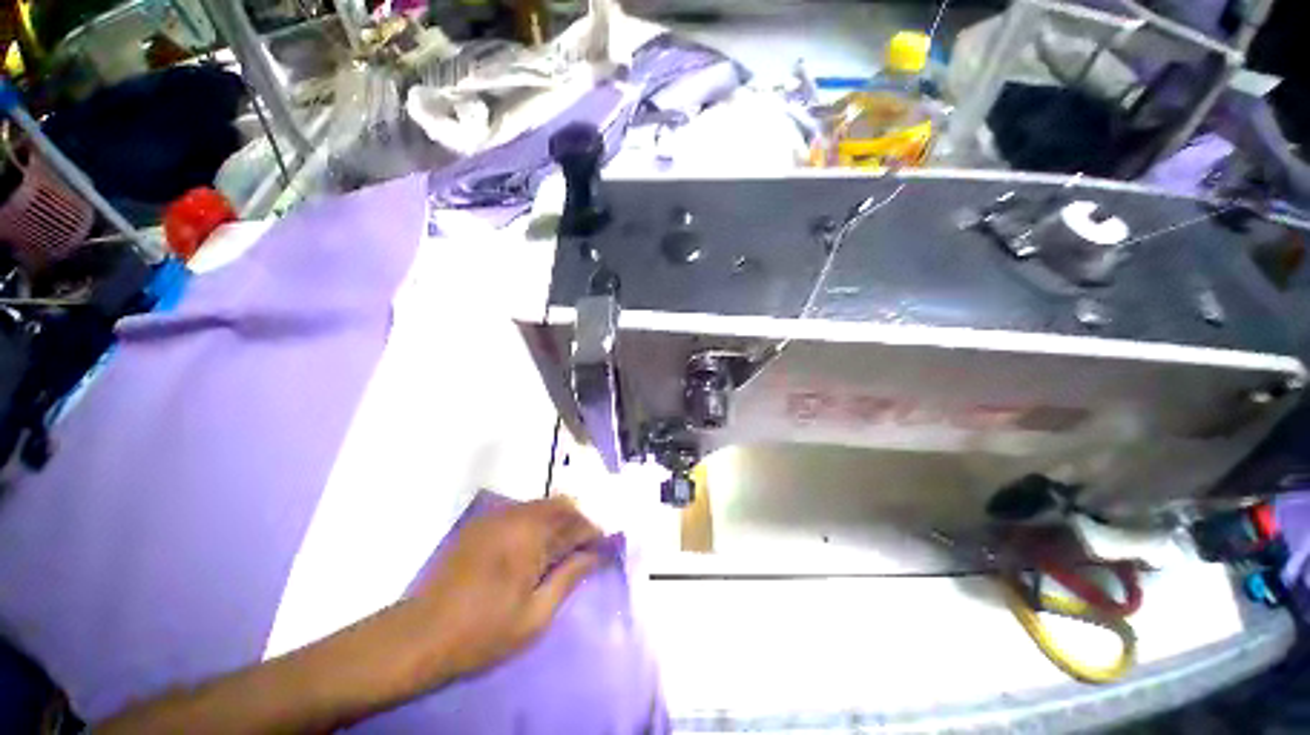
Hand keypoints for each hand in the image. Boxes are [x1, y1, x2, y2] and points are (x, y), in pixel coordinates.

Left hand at [414, 497, 602, 680]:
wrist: (420, 636)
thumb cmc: (483, 632)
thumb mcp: (536, 615)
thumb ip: (570, 577)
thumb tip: (596, 554)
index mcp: (533, 535)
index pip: (578, 523)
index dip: (595, 535)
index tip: (605, 549)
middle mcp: (517, 515)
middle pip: (562, 505)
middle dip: (579, 523)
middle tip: (584, 550)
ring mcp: (497, 516)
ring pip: (542, 505)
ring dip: (559, 521)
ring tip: (561, 551)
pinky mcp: (482, 523)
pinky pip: (522, 511)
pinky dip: (538, 522)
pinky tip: (533, 547)